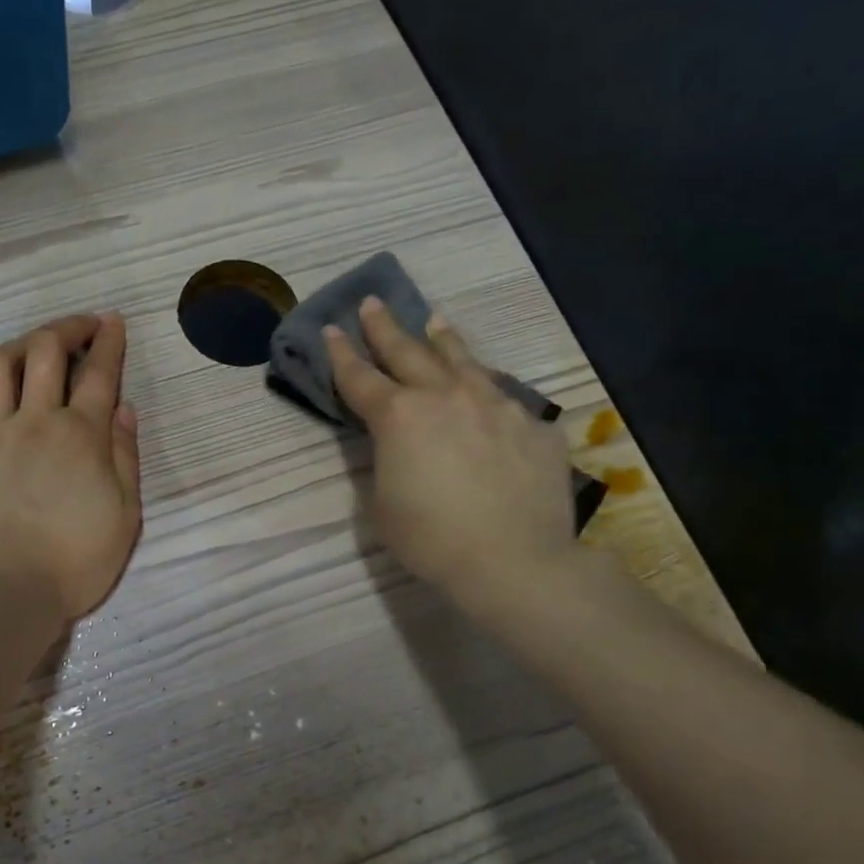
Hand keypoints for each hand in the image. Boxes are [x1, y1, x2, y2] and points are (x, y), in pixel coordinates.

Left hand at [0, 313, 142, 625]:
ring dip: (24, 343)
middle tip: (83, 327)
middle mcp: (35, 421)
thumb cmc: (74, 563)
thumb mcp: (124, 517)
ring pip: (1, 364)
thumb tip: (123, 410)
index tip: (113, 322)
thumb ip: (124, 458)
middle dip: (68, 327)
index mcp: (81, 436)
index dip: (108, 341)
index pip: (98, 373)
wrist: (2, 594)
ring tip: (38, 346)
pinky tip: (3, 388)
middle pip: (46, 351)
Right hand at [327, 296, 580, 628]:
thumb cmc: (431, 539)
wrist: (513, 560)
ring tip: (433, 321)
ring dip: (441, 339)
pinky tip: (483, 388)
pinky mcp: (533, 424)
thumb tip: (397, 445)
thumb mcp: (382, 504)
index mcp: (399, 417)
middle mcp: (446, 396)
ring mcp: (495, 405)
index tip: (331, 329)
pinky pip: (501, 396)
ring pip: (462, 360)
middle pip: (408, 352)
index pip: (359, 377)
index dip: (340, 354)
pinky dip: (483, 386)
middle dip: (385, 328)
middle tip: (371, 303)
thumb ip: (385, 462)